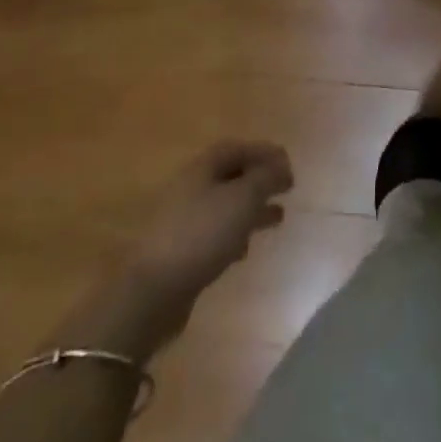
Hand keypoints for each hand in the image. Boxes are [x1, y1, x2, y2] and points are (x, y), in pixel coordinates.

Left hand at [59, 140, 293, 359]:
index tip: (288, 165)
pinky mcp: (179, 252)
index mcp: (200, 169)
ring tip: (277, 218)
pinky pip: (213, 233)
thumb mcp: (243, 199)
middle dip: (259, 181)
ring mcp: (180, 222)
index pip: (235, 148)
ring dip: (251, 209)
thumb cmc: (202, 234)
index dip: (263, 152)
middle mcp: (188, 189)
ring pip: (223, 206)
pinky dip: (234, 234)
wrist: (152, 292)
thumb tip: (280, 166)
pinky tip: (245, 250)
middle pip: (229, 176)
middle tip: (286, 189)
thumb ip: (266, 177)